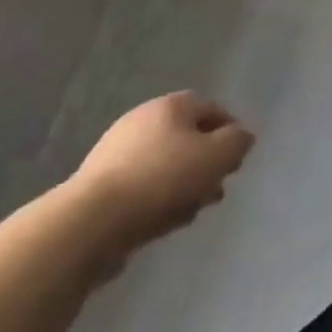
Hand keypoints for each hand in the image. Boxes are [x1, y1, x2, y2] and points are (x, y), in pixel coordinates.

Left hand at [69, 92, 254, 261]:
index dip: (230, 130)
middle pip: (186, 137)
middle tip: (218, 187)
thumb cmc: (163, 179)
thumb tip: (241, 137)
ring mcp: (115, 154)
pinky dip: (158, 200)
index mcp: (169, 106)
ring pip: (164, 165)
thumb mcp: (217, 156)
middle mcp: (141, 121)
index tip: (239, 158)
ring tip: (194, 210)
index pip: (210, 107)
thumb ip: (237, 142)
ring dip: (184, 184)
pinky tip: (165, 222)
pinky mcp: (98, 188)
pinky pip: (141, 188)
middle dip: (206, 162)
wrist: (90, 224)